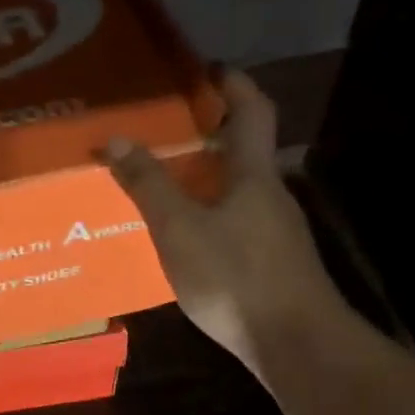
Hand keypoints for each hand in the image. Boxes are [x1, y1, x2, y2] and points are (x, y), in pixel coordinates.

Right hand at [106, 69, 348, 387]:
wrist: (297, 345)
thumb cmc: (236, 277)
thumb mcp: (179, 229)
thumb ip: (148, 184)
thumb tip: (117, 138)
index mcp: (253, 175)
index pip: (251, 112)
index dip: (233, 85)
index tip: (209, 69)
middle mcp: (272, 195)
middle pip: (247, 150)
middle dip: (213, 131)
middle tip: (169, 127)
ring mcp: (277, 232)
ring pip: (242, 189)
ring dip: (211, 175)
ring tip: (167, 178)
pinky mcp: (275, 263)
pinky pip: (239, 220)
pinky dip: (213, 211)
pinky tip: (188, 234)